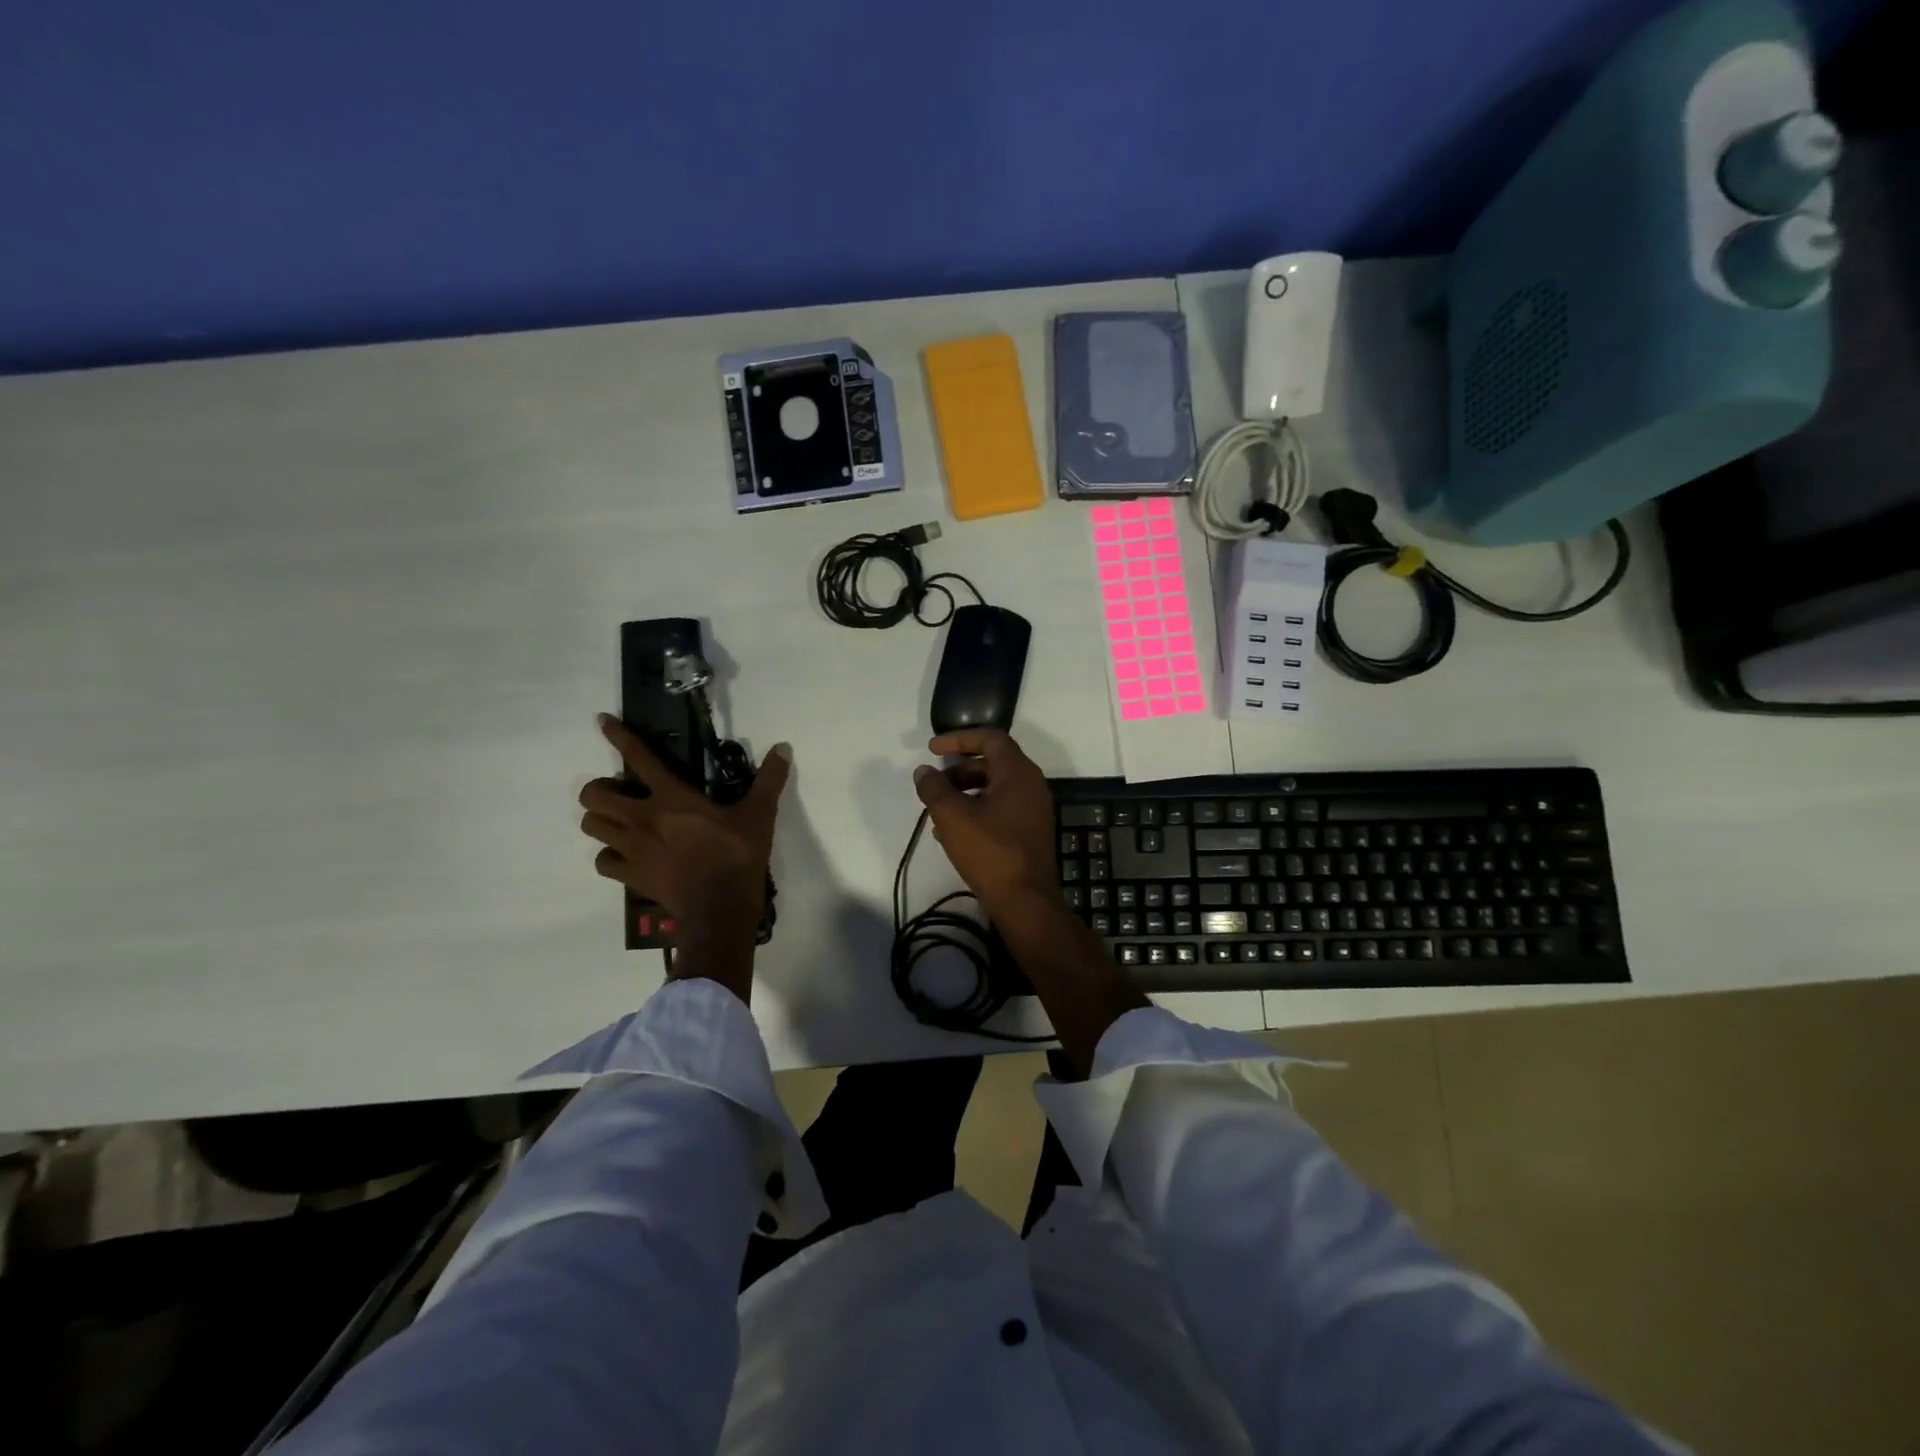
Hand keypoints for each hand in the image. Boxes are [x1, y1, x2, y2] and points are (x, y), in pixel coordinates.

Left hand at [578, 715, 790, 932]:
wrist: (720, 907)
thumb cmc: (738, 855)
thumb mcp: (759, 814)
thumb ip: (769, 779)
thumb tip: (784, 747)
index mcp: (671, 797)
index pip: (638, 758)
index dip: (618, 736)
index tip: (602, 721)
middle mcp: (643, 818)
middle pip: (595, 796)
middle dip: (600, 789)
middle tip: (620, 792)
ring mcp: (632, 849)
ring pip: (592, 827)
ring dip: (601, 820)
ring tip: (619, 821)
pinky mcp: (631, 876)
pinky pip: (603, 862)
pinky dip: (609, 856)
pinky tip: (624, 856)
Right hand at [912, 729, 1058, 915]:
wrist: (1025, 900)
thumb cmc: (990, 851)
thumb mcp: (952, 816)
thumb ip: (934, 788)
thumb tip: (924, 771)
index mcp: (1018, 773)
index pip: (991, 738)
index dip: (959, 738)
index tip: (933, 749)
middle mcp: (1031, 785)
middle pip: (993, 762)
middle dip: (959, 769)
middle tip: (935, 783)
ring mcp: (1033, 810)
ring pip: (995, 788)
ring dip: (965, 792)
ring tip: (938, 811)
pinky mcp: (1029, 832)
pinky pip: (1001, 809)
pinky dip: (977, 810)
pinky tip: (952, 833)